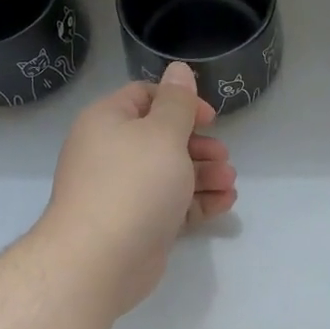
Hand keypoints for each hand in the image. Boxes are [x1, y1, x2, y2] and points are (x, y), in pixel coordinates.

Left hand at [40, 61, 237, 315]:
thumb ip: (178, 102)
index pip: (145, 97)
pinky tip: (224, 203)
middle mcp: (111, 152)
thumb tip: (178, 68)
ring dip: (204, 174)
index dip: (181, 102)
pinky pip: (171, 204)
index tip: (211, 119)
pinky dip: (197, 201)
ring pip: (170, 173)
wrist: (100, 259)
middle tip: (223, 156)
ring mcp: (123, 191)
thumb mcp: (163, 134)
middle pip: (162, 138)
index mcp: (108, 121)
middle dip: (198, 145)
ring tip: (229, 182)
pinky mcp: (137, 223)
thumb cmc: (134, 184)